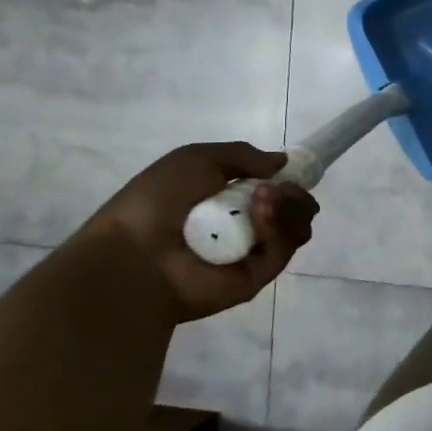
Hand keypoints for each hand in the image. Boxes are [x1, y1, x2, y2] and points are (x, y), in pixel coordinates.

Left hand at [74, 142, 317, 322]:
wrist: (134, 255)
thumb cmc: (156, 202)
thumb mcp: (195, 159)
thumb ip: (242, 155)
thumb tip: (283, 163)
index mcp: (230, 200)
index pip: (278, 190)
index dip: (290, 180)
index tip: (293, 172)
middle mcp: (246, 226)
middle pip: (295, 209)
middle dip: (294, 194)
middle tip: (278, 189)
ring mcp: (254, 252)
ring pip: (296, 228)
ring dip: (289, 207)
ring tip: (265, 199)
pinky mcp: (259, 275)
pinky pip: (283, 250)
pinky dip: (277, 229)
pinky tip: (261, 215)